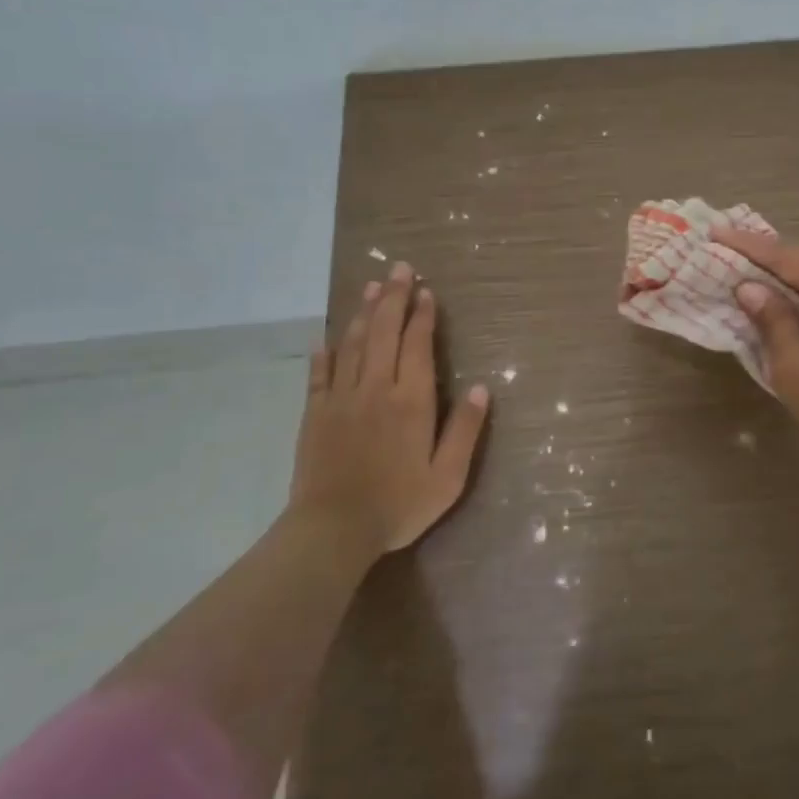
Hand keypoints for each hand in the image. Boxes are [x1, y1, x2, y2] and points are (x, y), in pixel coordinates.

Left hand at [293, 261, 489, 555]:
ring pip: (354, 344)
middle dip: (394, 297)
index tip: (426, 291)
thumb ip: (465, 430)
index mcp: (411, 400)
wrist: (333, 530)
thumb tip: (483, 389)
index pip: (417, 345)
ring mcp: (341, 398)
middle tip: (399, 268)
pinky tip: (326, 338)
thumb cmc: (398, 505)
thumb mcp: (447, 476)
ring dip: (364, 313)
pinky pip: (320, 374)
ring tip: (371, 287)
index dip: (423, 315)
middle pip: (385, 332)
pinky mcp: (315, 414)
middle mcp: (376, 388)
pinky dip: (324, 353)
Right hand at [712, 227, 798, 470]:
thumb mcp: (797, 367)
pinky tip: (797, 308)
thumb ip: (773, 321)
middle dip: (770, 259)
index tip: (716, 232)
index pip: (788, 256)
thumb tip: (750, 289)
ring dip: (793, 280)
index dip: (748, 246)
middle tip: (731, 254)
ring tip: (757, 278)